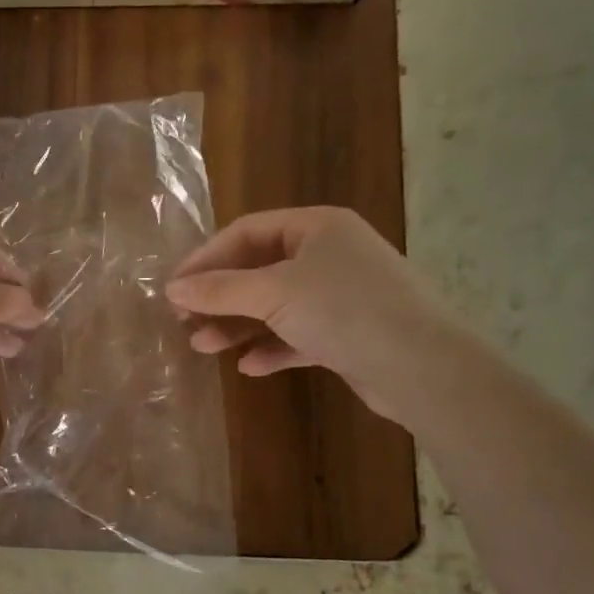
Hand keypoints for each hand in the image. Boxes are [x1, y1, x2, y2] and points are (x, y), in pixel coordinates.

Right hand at [165, 206, 463, 423]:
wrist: (421, 366)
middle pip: (259, 269)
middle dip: (219, 296)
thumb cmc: (344, 310)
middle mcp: (330, 254)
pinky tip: (249, 366)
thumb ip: (219, 289)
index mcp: (317, 227)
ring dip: (238, 325)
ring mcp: (341, 295)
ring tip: (203, 347)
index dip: (205, 258)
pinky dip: (272, 348)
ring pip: (276, 305)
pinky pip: (298, 335)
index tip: (174, 288)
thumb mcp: (273, 293)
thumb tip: (172, 287)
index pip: (246, 232)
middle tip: (183, 319)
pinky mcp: (349, 334)